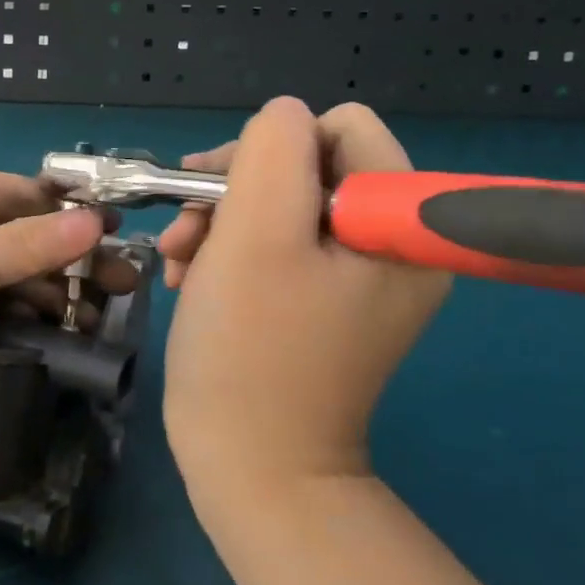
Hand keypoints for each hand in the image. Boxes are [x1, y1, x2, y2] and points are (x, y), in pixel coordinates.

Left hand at [0, 165, 135, 433]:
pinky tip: (51, 332)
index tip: (119, 237)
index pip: (14, 192)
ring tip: (95, 319)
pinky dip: (11, 315)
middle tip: (122, 288)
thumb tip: (97, 222)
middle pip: (10, 234)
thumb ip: (25, 246)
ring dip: (42, 292)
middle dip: (62, 259)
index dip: (66, 213)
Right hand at [158, 98, 450, 512]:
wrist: (249, 467)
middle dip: (238, 190)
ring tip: (183, 262)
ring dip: (222, 222)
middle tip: (191, 230)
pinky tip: (193, 279)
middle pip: (307, 164)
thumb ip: (273, 151)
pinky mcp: (325, 299)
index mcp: (401, 224)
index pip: (341, 128)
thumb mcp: (256, 234)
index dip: (274, 150)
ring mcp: (359, 275)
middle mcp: (391, 243)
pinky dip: (229, 252)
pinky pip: (278, 244)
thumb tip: (282, 117)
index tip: (226, 194)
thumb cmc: (251, 350)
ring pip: (281, 203)